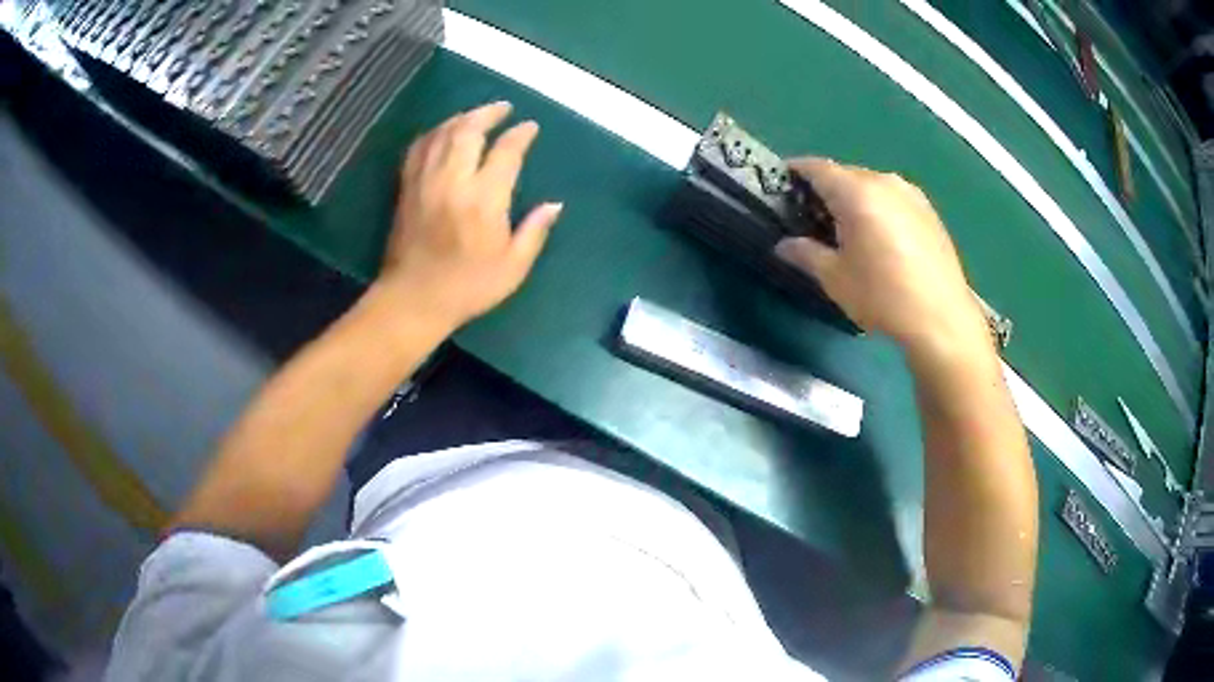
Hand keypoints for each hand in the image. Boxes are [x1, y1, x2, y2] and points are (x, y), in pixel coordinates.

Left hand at [378, 101, 562, 330]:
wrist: (413, 300)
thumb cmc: (467, 287)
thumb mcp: (512, 267)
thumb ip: (534, 231)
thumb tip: (555, 205)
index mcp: (483, 200)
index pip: (505, 152)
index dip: (520, 135)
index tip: (530, 128)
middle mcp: (453, 181)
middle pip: (469, 131)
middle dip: (488, 113)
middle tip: (503, 108)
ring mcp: (425, 182)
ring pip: (442, 134)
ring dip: (462, 118)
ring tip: (477, 114)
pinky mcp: (407, 188)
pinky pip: (419, 148)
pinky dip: (433, 133)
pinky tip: (443, 132)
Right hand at [775, 158, 986, 354]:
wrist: (941, 318)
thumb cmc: (882, 297)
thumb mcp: (835, 279)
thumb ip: (805, 254)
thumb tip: (784, 245)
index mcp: (856, 192)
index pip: (817, 168)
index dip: (796, 172)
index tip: (782, 184)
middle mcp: (884, 181)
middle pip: (846, 174)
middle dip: (826, 190)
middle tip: (814, 218)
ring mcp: (911, 194)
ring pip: (872, 185)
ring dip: (855, 199)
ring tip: (849, 229)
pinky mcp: (929, 210)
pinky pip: (894, 198)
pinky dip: (880, 208)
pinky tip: (882, 238)